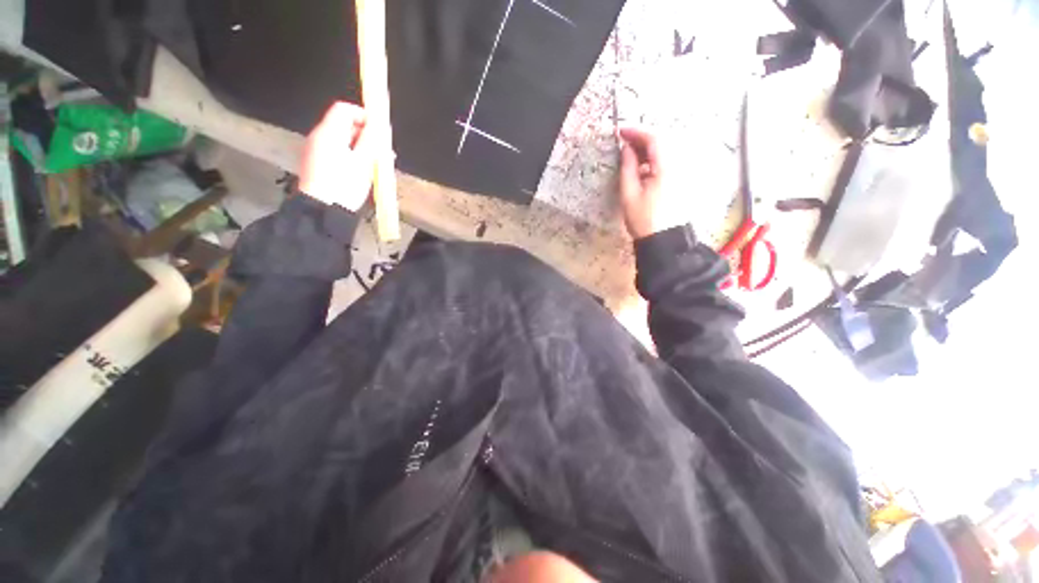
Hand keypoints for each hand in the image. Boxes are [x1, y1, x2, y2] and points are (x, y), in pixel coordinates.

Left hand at [299, 102, 375, 211]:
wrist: (323, 210)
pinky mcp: (319, 165)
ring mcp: (317, 151)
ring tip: (376, 165)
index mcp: (329, 132)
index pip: (344, 109)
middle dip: (365, 135)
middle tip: (382, 152)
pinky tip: (363, 172)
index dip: (363, 115)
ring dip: (361, 148)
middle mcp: (320, 137)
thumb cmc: (344, 185)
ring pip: (343, 141)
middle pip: (344, 125)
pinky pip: (338, 153)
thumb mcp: (363, 162)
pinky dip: (352, 157)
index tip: (379, 131)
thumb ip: (371, 140)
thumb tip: (379, 125)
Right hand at [617, 127, 686, 238]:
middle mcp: (680, 165)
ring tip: (632, 156)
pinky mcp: (684, 180)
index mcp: (667, 167)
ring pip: (668, 150)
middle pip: (663, 141)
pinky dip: (656, 159)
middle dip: (643, 139)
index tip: (620, 132)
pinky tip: (645, 169)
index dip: (636, 132)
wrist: (664, 240)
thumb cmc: (644, 220)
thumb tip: (627, 149)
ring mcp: (684, 172)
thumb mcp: (629, 194)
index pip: (654, 138)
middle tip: (624, 143)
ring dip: (649, 149)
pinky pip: (671, 161)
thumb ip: (628, 168)